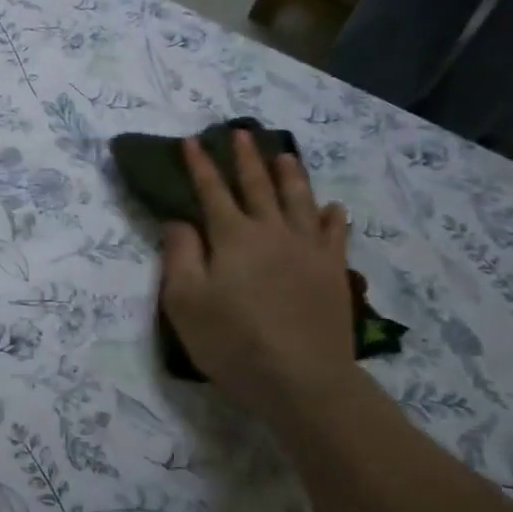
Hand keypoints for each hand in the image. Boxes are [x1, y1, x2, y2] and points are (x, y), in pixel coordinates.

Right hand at [160, 131, 356, 420]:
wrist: (302, 379)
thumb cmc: (233, 341)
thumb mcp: (185, 301)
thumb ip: (179, 255)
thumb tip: (178, 221)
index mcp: (233, 237)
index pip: (211, 191)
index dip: (200, 165)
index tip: (192, 140)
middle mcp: (272, 232)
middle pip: (258, 186)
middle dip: (247, 158)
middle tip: (243, 131)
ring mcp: (308, 250)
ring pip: (299, 200)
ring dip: (290, 175)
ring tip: (285, 154)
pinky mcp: (332, 272)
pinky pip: (333, 234)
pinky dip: (331, 216)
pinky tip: (332, 207)